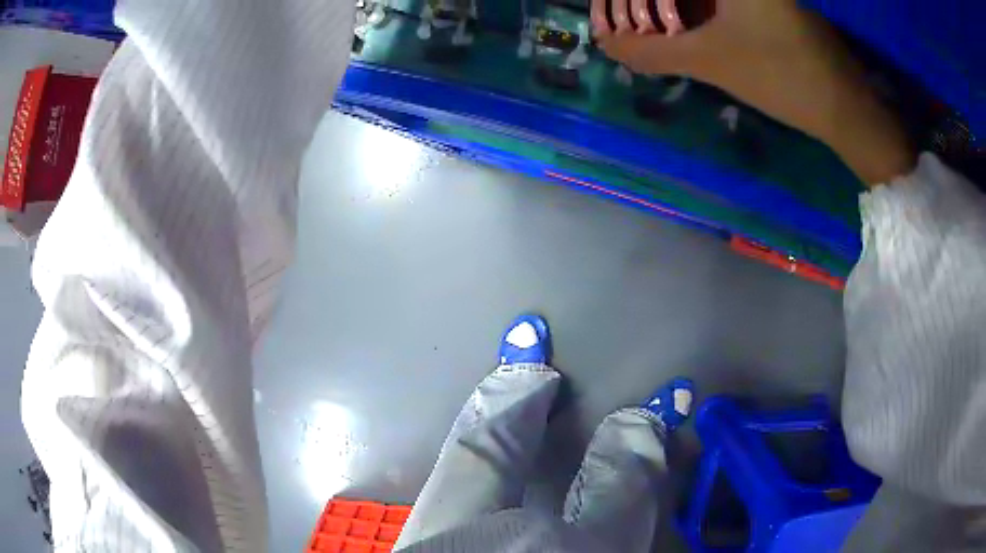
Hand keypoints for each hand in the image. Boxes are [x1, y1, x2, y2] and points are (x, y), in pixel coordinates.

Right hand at [598, 0, 915, 184]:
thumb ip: (653, 51)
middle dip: (654, 4)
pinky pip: (724, 2)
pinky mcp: (770, 5)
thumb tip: (606, 44)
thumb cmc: (781, 75)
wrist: (845, 107)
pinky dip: (701, 10)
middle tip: (634, 19)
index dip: (638, 1)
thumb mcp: (710, 61)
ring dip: (677, 7)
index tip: (621, 12)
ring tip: (655, 26)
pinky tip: (690, 26)